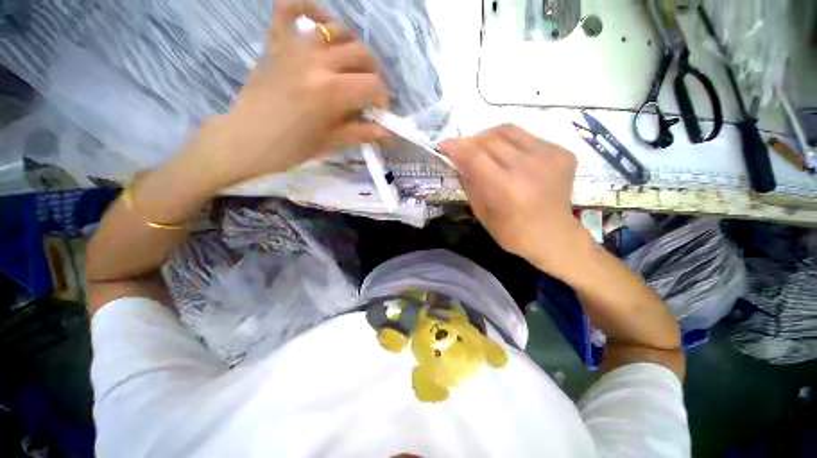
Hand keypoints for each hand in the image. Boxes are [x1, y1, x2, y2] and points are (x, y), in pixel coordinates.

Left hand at [195, 1, 389, 186]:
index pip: (372, 85)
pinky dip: (308, 8)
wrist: (246, 140)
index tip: (381, 112)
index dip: (383, 99)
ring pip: (336, 30)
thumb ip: (360, 132)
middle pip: (361, 54)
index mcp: (330, 91)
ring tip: (352, 66)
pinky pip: (289, 9)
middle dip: (373, 74)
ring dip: (352, 47)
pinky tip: (322, 22)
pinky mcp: (276, 43)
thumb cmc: (290, 148)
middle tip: (370, 92)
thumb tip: (387, 134)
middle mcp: (316, 60)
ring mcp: (293, 46)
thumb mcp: (330, 142)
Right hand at [440, 125, 583, 276]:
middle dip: (469, 142)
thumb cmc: (512, 232)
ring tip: (482, 148)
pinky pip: (527, 137)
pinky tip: (508, 156)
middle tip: (462, 150)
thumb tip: (457, 162)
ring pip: (508, 131)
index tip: (443, 145)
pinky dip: (510, 143)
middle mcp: (528, 167)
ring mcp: (549, 156)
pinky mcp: (561, 152)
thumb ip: (469, 183)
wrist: (554, 235)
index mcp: (506, 188)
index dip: (456, 147)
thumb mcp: (481, 212)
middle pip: (489, 139)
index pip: (474, 156)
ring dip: (488, 137)